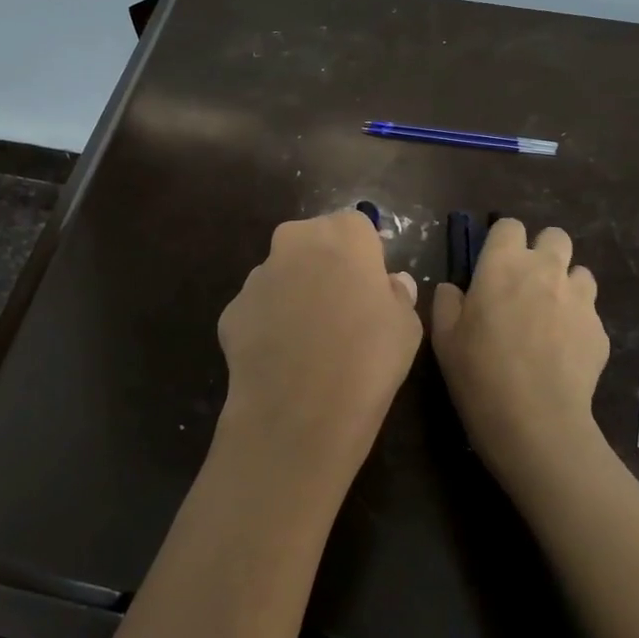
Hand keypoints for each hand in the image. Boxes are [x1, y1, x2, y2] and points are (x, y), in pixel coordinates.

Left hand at [215, 211, 421, 501]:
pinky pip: (258, 310)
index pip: (357, 226)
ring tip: (310, 341)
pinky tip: (283, 360)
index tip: (372, 284)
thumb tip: (391, 284)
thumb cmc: (369, 359)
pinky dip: (269, 326)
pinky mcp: (232, 311)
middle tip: (342, 307)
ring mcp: (257, 276)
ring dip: (294, 294)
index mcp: (343, 235)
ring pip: (281, 274)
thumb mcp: (407, 327)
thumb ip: (398, 295)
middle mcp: (295, 242)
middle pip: (313, 241)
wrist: (300, 411)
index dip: (366, 254)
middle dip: (325, 264)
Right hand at [431, 220, 610, 498]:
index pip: (510, 226)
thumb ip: (447, 302)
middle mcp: (546, 270)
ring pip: (579, 272)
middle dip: (543, 251)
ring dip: (565, 284)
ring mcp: (579, 298)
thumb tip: (453, 288)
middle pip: (555, 237)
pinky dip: (578, 320)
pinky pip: (590, 310)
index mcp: (503, 265)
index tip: (494, 264)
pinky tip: (563, 349)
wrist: (535, 420)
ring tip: (550, 315)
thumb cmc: (479, 374)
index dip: (503, 241)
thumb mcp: (444, 338)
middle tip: (526, 282)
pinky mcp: (600, 328)